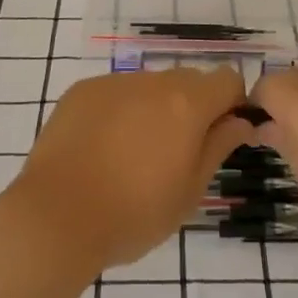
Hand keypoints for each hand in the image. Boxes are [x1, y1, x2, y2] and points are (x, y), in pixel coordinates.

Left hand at [5, 67, 253, 272]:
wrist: (56, 217)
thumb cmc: (134, 213)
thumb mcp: (190, 191)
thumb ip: (218, 147)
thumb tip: (240, 121)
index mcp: (187, 103)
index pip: (227, 80)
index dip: (231, 104)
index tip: (221, 135)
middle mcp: (152, 81)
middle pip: (188, 81)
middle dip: (193, 108)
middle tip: (177, 153)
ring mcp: (113, 82)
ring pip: (149, 87)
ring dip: (154, 110)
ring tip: (133, 156)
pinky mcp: (82, 91)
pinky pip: (115, 93)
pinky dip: (119, 112)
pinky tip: (102, 149)